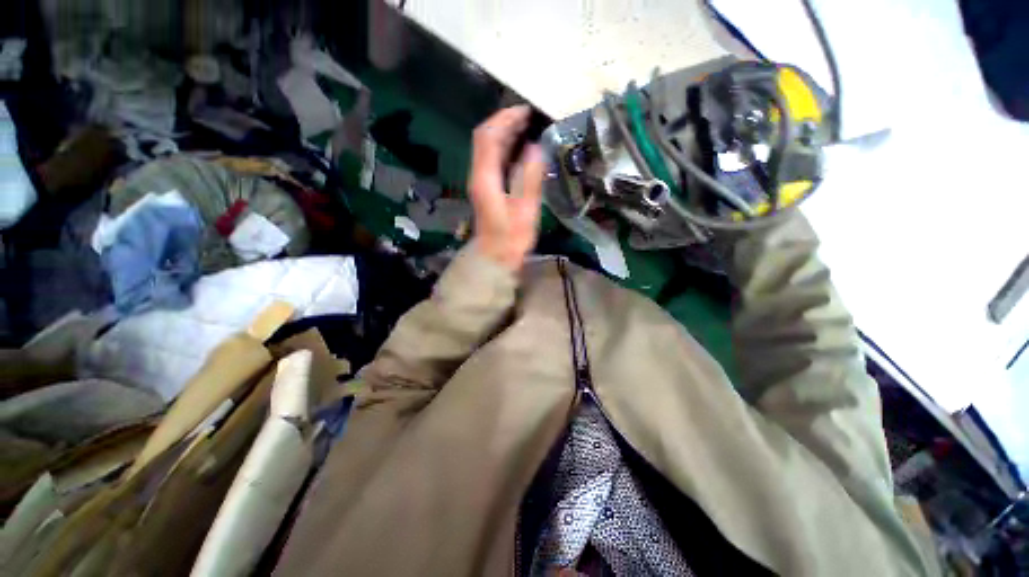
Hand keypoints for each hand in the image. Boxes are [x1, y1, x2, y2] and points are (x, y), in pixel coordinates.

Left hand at [468, 106, 544, 271]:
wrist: (494, 258)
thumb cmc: (511, 239)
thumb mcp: (525, 211)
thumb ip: (529, 179)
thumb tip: (536, 148)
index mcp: (485, 179)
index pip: (488, 137)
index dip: (505, 119)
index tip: (526, 111)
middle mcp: (478, 175)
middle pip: (485, 138)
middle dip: (505, 122)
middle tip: (530, 116)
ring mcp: (480, 182)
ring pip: (488, 148)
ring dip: (505, 134)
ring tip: (528, 127)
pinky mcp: (486, 188)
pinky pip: (493, 160)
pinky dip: (506, 148)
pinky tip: (521, 149)